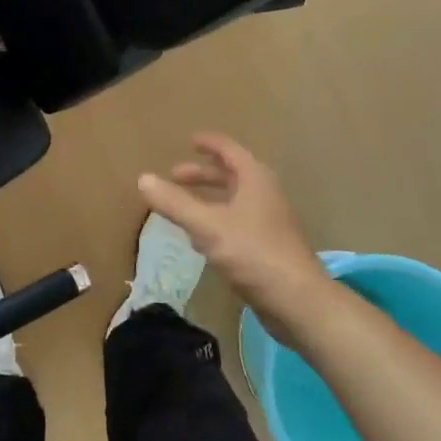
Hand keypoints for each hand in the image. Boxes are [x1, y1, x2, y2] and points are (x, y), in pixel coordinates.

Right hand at [138, 134, 335, 343]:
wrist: (297, 300)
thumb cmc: (253, 253)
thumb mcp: (207, 226)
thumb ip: (174, 203)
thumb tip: (143, 179)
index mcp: (255, 180)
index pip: (230, 151)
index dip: (210, 144)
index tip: (190, 141)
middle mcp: (264, 195)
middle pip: (231, 176)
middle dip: (203, 175)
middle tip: (175, 176)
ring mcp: (268, 222)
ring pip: (234, 201)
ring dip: (209, 199)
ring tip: (182, 206)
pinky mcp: (267, 247)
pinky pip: (237, 224)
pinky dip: (216, 221)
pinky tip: (200, 239)